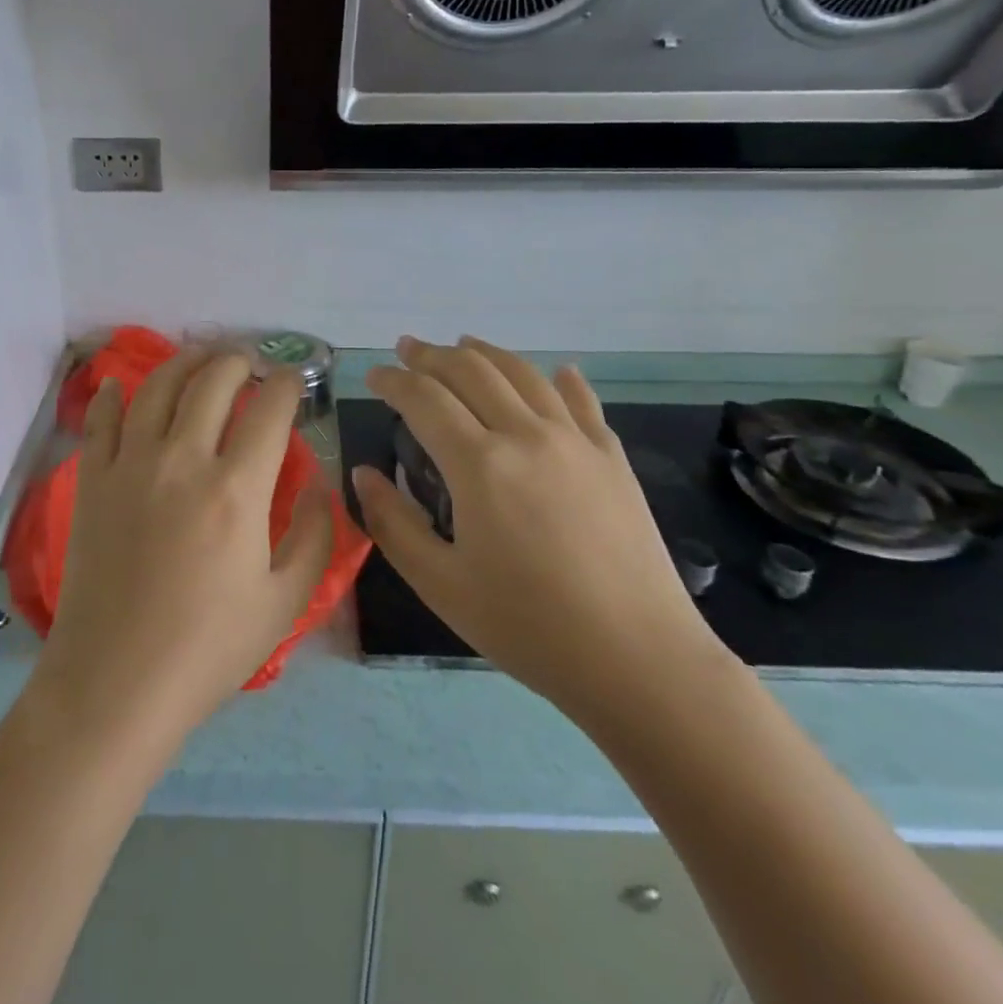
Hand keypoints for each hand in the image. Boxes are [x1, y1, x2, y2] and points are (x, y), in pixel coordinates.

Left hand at [30, 350, 336, 747]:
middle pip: (212, 384)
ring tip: (199, 357)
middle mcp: (183, 460)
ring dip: (183, 363)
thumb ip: (315, 535)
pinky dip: (110, 395)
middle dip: (237, 363)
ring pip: (157, 388)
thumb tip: (322, 482)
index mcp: (237, 489)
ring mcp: (130, 466)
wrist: (115, 683)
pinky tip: (118, 383)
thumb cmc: (208, 648)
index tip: (293, 382)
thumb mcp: (284, 601)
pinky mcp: (92, 481)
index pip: (269, 411)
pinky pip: (100, 421)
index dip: (287, 386)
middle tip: (248, 364)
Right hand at [351, 336, 731, 731]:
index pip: (424, 399)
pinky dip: (560, 379)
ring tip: (463, 343)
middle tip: (406, 349)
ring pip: (523, 374)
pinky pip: (582, 400)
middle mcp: (526, 434)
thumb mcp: (440, 584)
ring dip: (486, 353)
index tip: (374, 376)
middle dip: (432, 355)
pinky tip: (556, 371)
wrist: (639, 659)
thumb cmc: (528, 626)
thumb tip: (364, 475)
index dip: (393, 381)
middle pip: (472, 371)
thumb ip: (392, 523)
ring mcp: (576, 441)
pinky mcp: (612, 458)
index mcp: (479, 464)